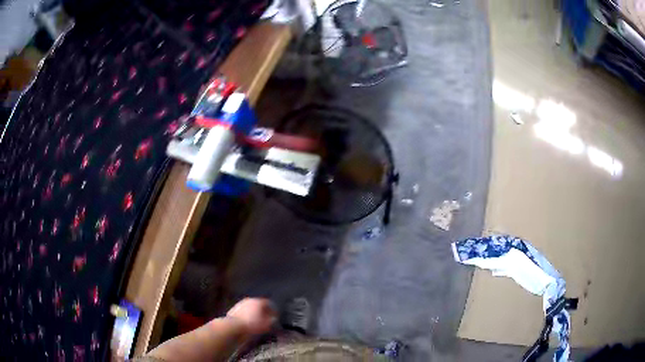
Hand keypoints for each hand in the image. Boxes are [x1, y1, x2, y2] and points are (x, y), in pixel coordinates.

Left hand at [226, 298, 276, 334]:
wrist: (233, 326)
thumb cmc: (252, 325)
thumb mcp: (266, 325)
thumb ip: (272, 321)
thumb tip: (274, 318)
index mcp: (258, 302)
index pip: (269, 303)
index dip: (273, 310)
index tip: (275, 317)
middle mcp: (249, 300)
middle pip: (259, 304)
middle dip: (263, 311)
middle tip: (266, 319)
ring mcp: (240, 304)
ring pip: (250, 307)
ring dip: (254, 313)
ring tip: (256, 321)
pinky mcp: (234, 309)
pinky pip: (244, 311)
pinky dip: (247, 315)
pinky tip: (247, 322)